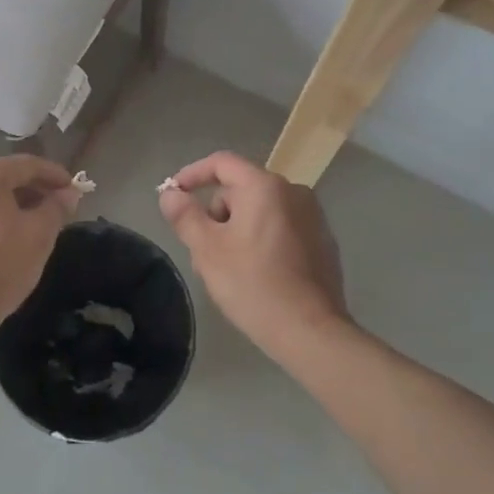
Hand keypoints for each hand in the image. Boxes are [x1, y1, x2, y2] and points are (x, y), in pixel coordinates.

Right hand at [158, 151, 348, 359]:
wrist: (310, 331)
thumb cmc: (253, 284)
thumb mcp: (207, 250)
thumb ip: (185, 215)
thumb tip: (170, 194)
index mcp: (265, 187)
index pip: (222, 163)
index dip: (192, 174)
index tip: (174, 194)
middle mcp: (293, 192)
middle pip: (241, 189)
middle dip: (217, 213)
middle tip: (202, 250)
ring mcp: (313, 217)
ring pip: (261, 210)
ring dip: (238, 228)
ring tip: (227, 268)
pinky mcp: (323, 241)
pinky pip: (282, 227)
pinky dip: (263, 239)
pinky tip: (257, 274)